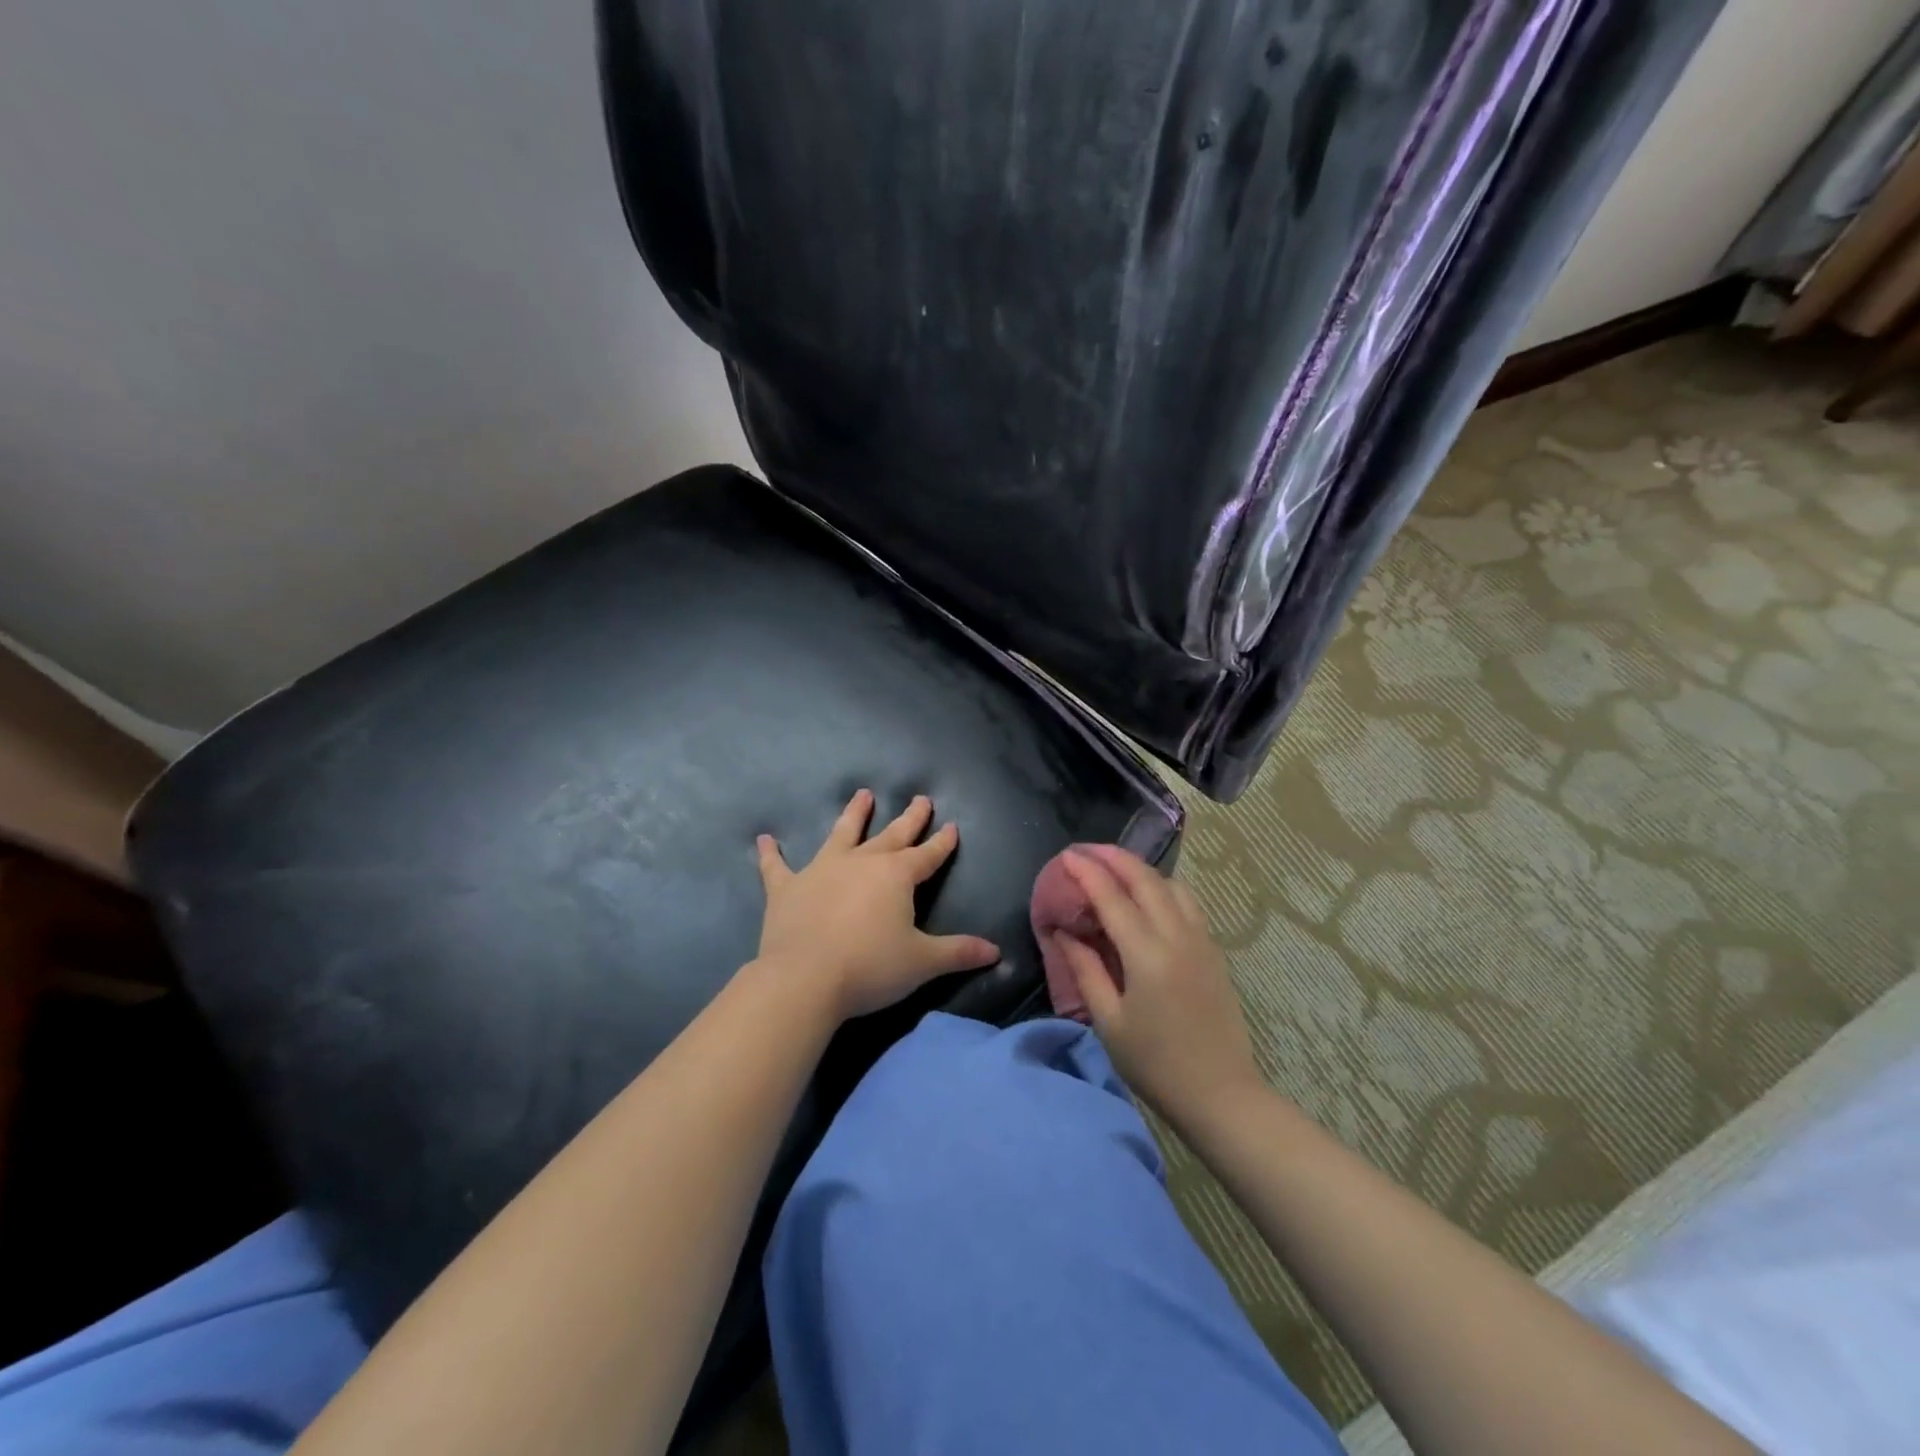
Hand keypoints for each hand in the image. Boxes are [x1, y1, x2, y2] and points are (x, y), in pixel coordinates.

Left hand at [755, 790, 1000, 1020]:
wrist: (805, 979)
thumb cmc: (870, 968)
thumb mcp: (922, 962)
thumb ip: (959, 952)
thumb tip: (997, 952)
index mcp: (897, 876)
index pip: (927, 855)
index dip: (942, 843)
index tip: (952, 826)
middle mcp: (862, 862)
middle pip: (892, 835)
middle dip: (910, 818)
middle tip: (921, 799)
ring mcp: (822, 870)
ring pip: (842, 834)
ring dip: (853, 814)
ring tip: (862, 794)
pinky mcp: (787, 887)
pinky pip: (777, 866)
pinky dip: (771, 853)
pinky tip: (764, 839)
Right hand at [1049, 847, 1261, 1118]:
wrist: (1221, 1095)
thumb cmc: (1156, 1064)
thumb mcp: (1109, 1021)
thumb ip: (1086, 970)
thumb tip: (1064, 932)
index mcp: (1148, 955)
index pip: (1113, 898)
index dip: (1088, 873)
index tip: (1067, 856)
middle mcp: (1178, 937)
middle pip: (1146, 880)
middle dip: (1115, 858)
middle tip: (1087, 851)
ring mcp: (1202, 941)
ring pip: (1172, 886)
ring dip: (1141, 870)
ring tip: (1115, 869)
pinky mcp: (1213, 951)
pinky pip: (1187, 903)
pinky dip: (1162, 887)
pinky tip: (1147, 898)